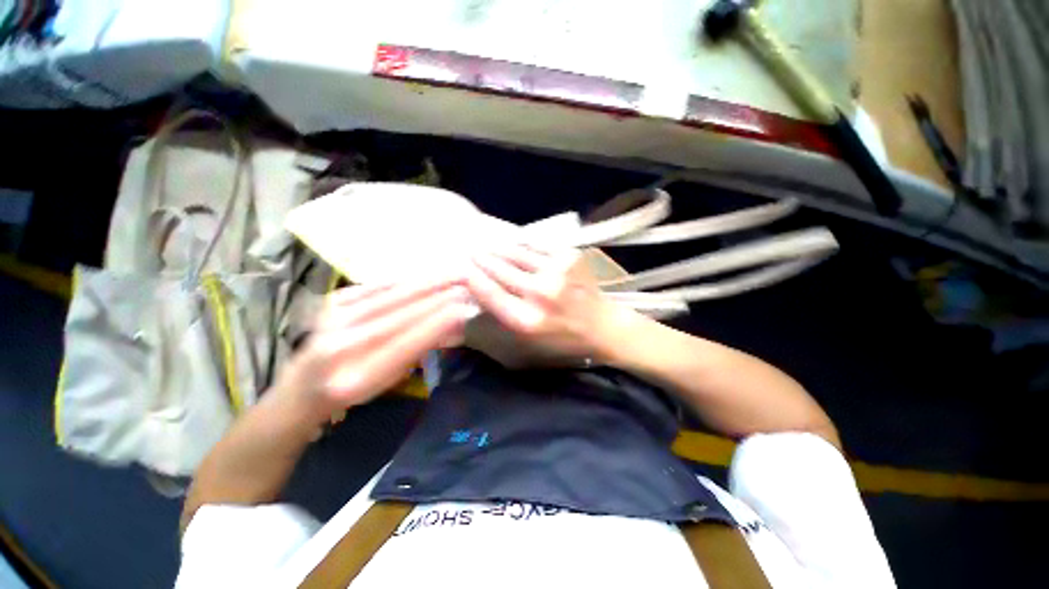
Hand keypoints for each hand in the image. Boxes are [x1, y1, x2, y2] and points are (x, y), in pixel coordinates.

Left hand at [276, 276, 472, 420]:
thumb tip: (457, 323)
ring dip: (431, 280)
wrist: (302, 384)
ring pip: (394, 292)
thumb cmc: (353, 390)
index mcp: (357, 376)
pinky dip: (410, 279)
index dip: (441, 320)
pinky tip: (429, 273)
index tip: (468, 306)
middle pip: (403, 310)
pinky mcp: (334, 298)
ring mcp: (333, 316)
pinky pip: (381, 284)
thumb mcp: (391, 379)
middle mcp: (341, 343)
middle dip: (442, 293)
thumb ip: (422, 348)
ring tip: (457, 271)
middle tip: (470, 280)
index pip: (409, 340)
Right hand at [466, 244, 621, 362]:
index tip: (461, 268)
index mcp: (526, 320)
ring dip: (498, 249)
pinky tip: (515, 246)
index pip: (489, 292)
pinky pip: (537, 246)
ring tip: (487, 245)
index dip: (472, 277)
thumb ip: (500, 317)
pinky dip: (523, 246)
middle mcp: (540, 293)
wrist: (601, 326)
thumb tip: (477, 290)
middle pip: (500, 269)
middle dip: (481, 258)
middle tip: (470, 251)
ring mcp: (557, 271)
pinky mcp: (570, 257)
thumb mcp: (526, 341)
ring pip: (516, 253)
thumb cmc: (561, 339)